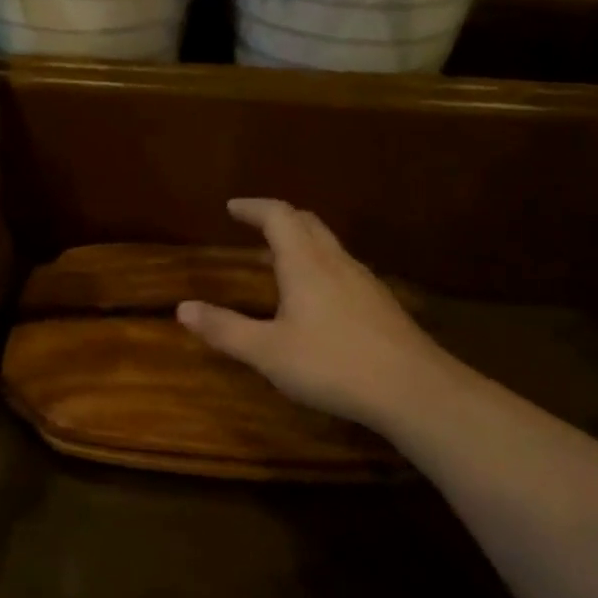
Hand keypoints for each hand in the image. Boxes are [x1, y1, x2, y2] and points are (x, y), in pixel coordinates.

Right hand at [177, 197, 462, 429]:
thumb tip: (182, 308)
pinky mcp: (381, 304)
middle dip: (278, 218)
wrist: (415, 390)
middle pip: (307, 222)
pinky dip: (320, 266)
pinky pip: (343, 268)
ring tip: (279, 260)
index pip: (277, 216)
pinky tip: (318, 299)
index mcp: (305, 263)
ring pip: (329, 245)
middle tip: (255, 225)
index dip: (253, 207)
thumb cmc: (333, 364)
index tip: (232, 208)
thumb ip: (225, 329)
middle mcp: (335, 262)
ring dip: (301, 241)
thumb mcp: (267, 352)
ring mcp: (364, 282)